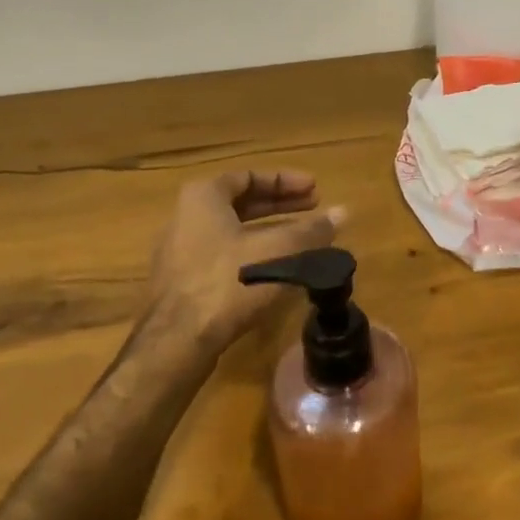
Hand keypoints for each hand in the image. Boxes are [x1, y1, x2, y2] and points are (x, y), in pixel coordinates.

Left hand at [146, 170, 346, 348]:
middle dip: (280, 204)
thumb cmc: (229, 282)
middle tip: (314, 207)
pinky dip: (253, 254)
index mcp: (204, 197)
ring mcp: (181, 252)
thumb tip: (343, 212)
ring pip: (233, 231)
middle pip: (241, 202)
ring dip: (270, 231)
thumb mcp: (280, 251)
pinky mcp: (184, 283)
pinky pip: (224, 256)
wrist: (176, 343)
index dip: (286, 181)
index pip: (250, 176)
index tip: (315, 189)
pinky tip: (276, 270)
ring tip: (302, 238)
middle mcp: (186, 217)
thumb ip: (312, 230)